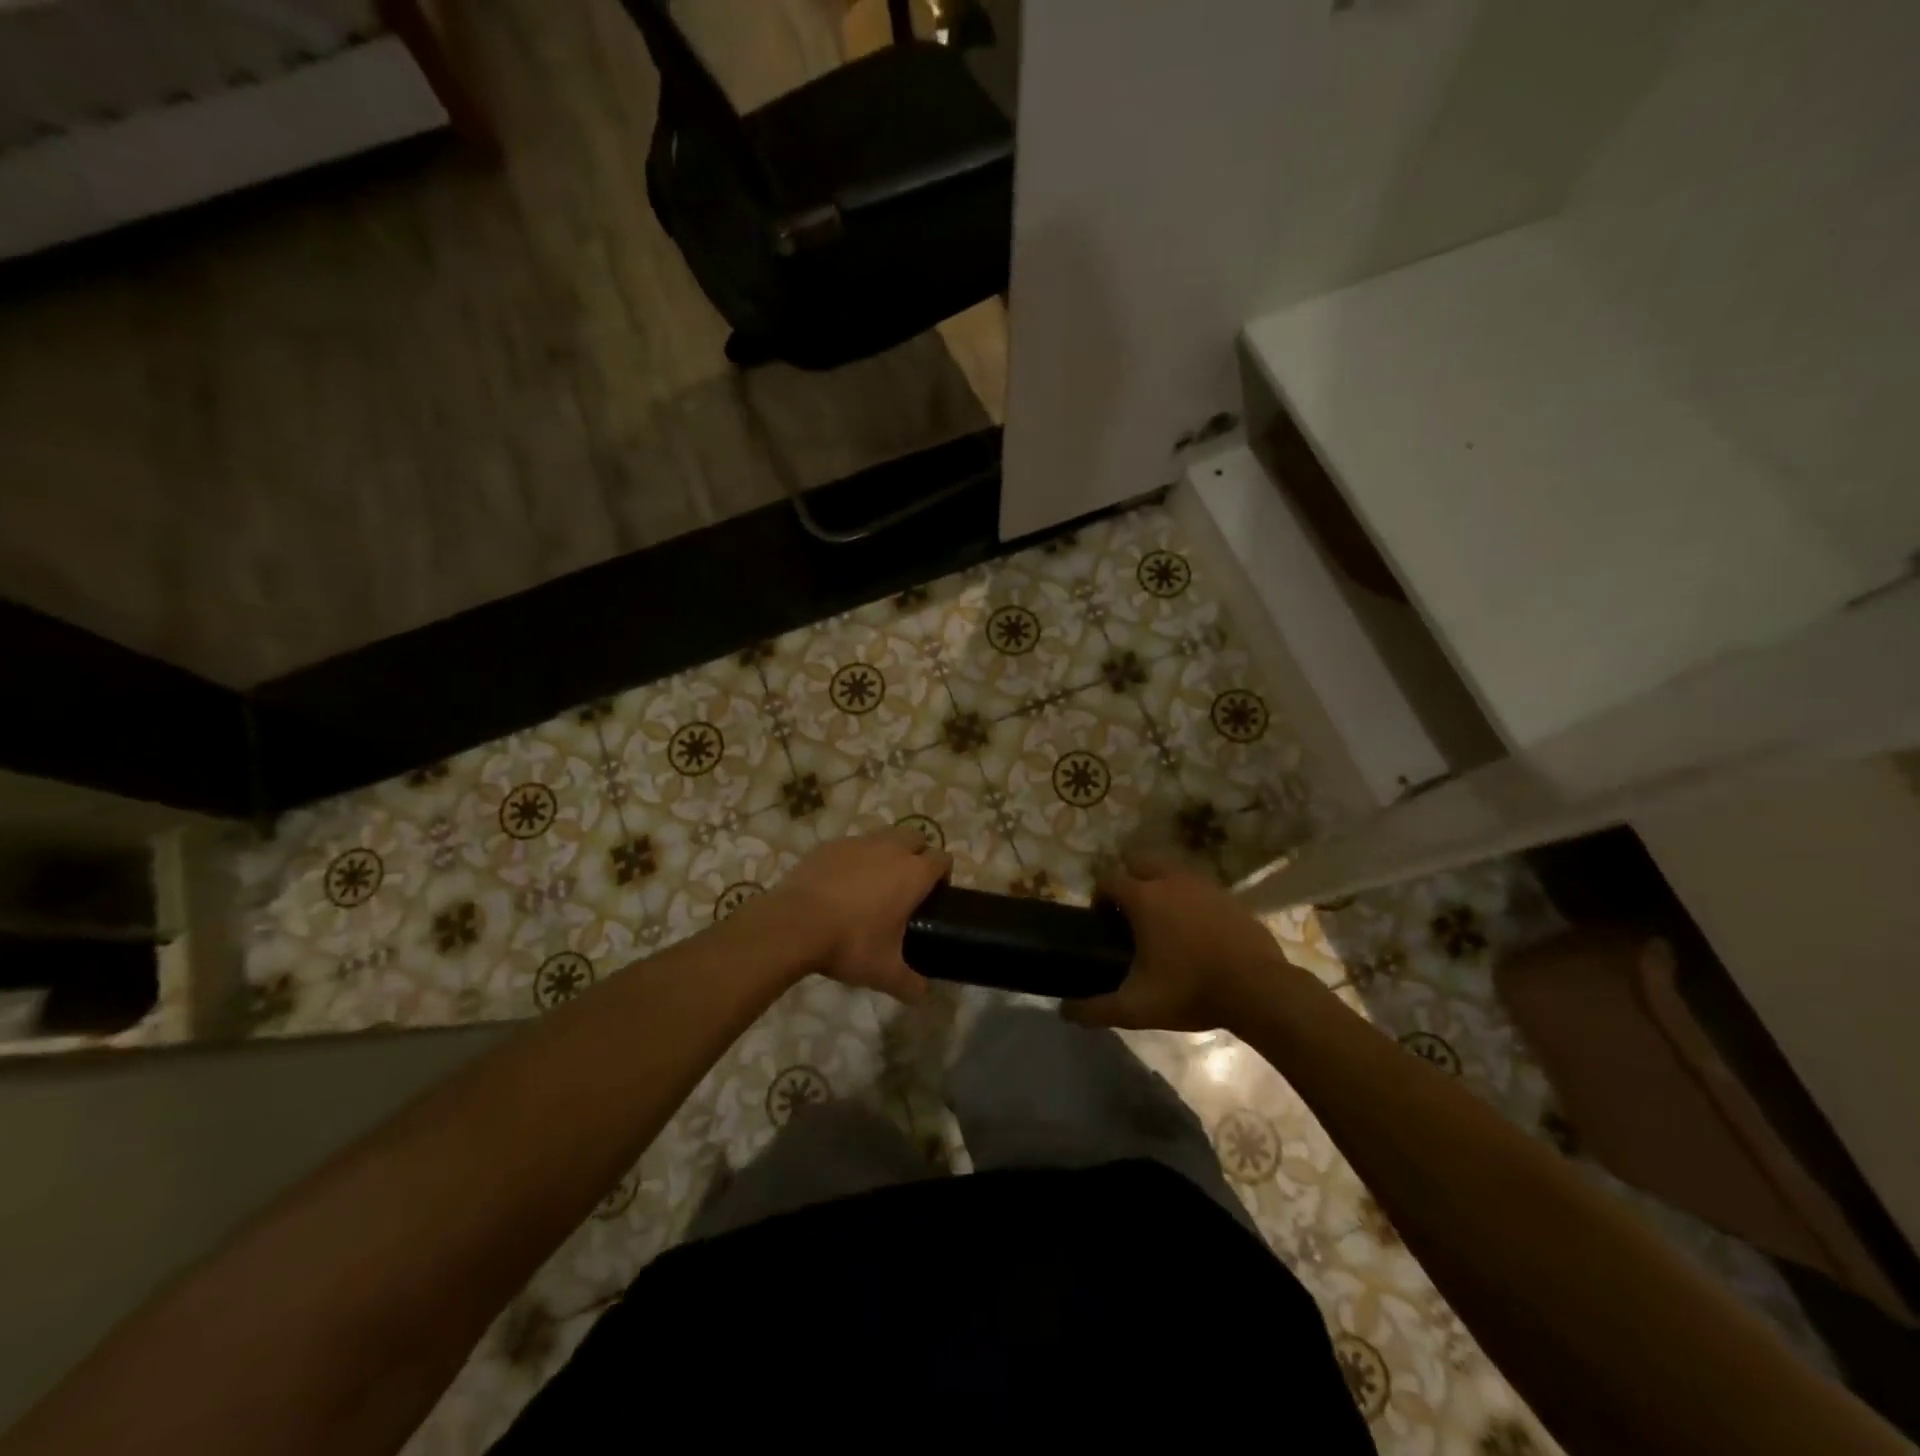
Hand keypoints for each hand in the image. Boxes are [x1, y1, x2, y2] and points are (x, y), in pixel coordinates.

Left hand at [762, 828, 952, 1002]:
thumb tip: (923, 996)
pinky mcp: (830, 845)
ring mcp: (858, 842)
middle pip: (916, 837)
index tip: (936, 894)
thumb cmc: (850, 943)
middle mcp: (891, 849)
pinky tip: (842, 883)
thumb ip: (910, 984)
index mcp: (913, 874)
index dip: (944, 874)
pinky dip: (855, 858)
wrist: (794, 924)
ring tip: (875, 882)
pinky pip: (853, 845)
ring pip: (884, 837)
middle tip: (908, 886)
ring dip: (888, 852)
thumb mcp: (884, 972)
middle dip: (918, 855)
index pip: (942, 859)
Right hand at [1065, 850, 1294, 1031]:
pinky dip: (1188, 897)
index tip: (1101, 922)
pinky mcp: (1229, 896)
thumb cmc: (1190, 991)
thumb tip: (1064, 1012)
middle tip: (1129, 914)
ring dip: (1159, 884)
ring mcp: (1203, 884)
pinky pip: (1198, 886)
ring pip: (1170, 869)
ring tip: (1161, 920)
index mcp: (1143, 897)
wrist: (1259, 989)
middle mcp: (1170, 880)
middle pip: (1138, 861)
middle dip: (1128, 879)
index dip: (1099, 897)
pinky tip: (1194, 929)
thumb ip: (1095, 1009)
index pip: (1108, 879)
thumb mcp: (1136, 1007)